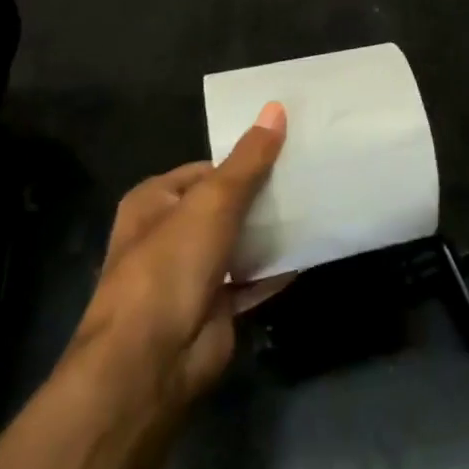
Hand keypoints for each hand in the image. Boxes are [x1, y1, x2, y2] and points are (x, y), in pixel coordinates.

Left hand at [69, 102, 289, 406]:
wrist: (151, 361)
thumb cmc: (171, 265)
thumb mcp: (213, 201)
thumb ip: (248, 159)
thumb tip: (275, 107)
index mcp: (155, 201)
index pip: (207, 169)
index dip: (243, 160)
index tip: (287, 151)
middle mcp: (169, 233)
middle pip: (225, 205)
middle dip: (262, 195)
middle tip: (309, 176)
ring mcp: (191, 273)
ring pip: (239, 242)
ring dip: (271, 231)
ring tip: (317, 205)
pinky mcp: (214, 306)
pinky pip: (251, 279)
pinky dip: (275, 268)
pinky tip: (309, 251)